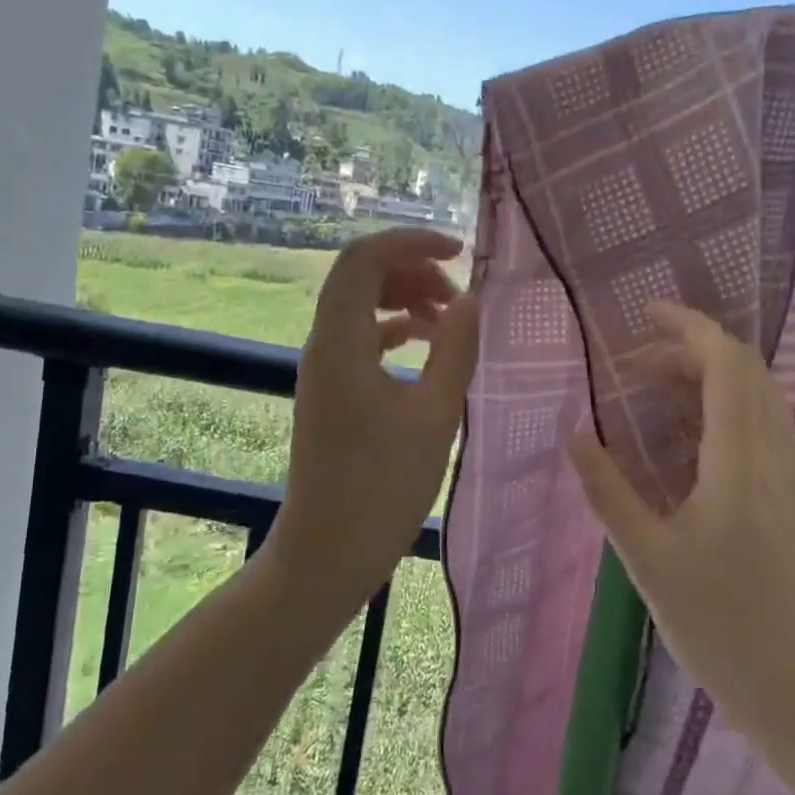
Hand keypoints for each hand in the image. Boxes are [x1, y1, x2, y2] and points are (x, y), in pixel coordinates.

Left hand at [271, 227, 479, 609]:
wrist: (327, 552)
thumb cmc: (382, 489)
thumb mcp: (434, 416)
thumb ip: (455, 350)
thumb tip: (471, 299)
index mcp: (340, 341)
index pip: (366, 258)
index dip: (412, 242)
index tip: (461, 252)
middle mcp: (323, 343)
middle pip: (361, 274)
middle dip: (412, 269)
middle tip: (458, 296)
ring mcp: (323, 367)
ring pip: (361, 304)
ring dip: (405, 297)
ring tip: (448, 318)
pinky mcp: (332, 388)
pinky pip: (361, 335)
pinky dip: (394, 327)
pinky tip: (425, 342)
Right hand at [570, 303, 794, 742]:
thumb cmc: (724, 627)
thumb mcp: (649, 559)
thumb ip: (609, 491)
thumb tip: (574, 434)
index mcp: (739, 460)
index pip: (725, 362)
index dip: (688, 326)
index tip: (645, 314)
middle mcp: (773, 453)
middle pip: (744, 370)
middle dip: (690, 349)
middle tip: (635, 363)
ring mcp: (789, 475)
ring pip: (756, 396)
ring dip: (707, 377)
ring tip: (652, 391)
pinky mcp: (792, 497)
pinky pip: (759, 425)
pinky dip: (721, 407)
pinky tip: (685, 439)